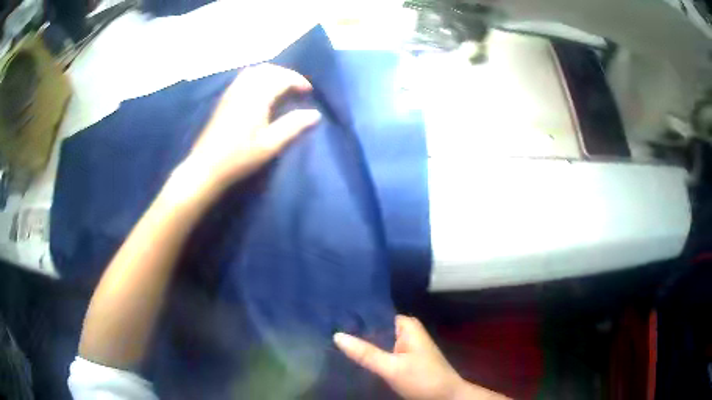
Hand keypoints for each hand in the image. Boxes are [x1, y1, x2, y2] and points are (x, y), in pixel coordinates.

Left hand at [185, 63, 320, 193]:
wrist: (206, 167)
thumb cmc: (239, 158)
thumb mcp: (269, 145)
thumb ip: (293, 126)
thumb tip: (315, 114)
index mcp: (256, 98)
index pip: (281, 77)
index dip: (297, 80)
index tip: (308, 92)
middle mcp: (243, 89)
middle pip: (268, 69)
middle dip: (286, 74)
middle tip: (297, 88)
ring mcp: (231, 93)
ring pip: (254, 71)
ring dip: (271, 74)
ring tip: (280, 87)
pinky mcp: (224, 99)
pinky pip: (243, 78)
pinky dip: (257, 77)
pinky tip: (260, 92)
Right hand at [334, 316, 507, 399]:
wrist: (446, 397)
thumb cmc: (423, 379)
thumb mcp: (392, 367)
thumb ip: (366, 353)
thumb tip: (336, 335)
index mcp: (406, 325)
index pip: (375, 313)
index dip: (354, 316)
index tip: (330, 316)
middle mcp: (405, 331)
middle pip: (375, 327)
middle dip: (354, 331)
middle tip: (326, 329)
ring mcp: (404, 345)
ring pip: (377, 340)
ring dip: (361, 343)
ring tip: (332, 340)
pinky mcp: (402, 358)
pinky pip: (381, 351)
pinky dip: (369, 353)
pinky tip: (351, 355)